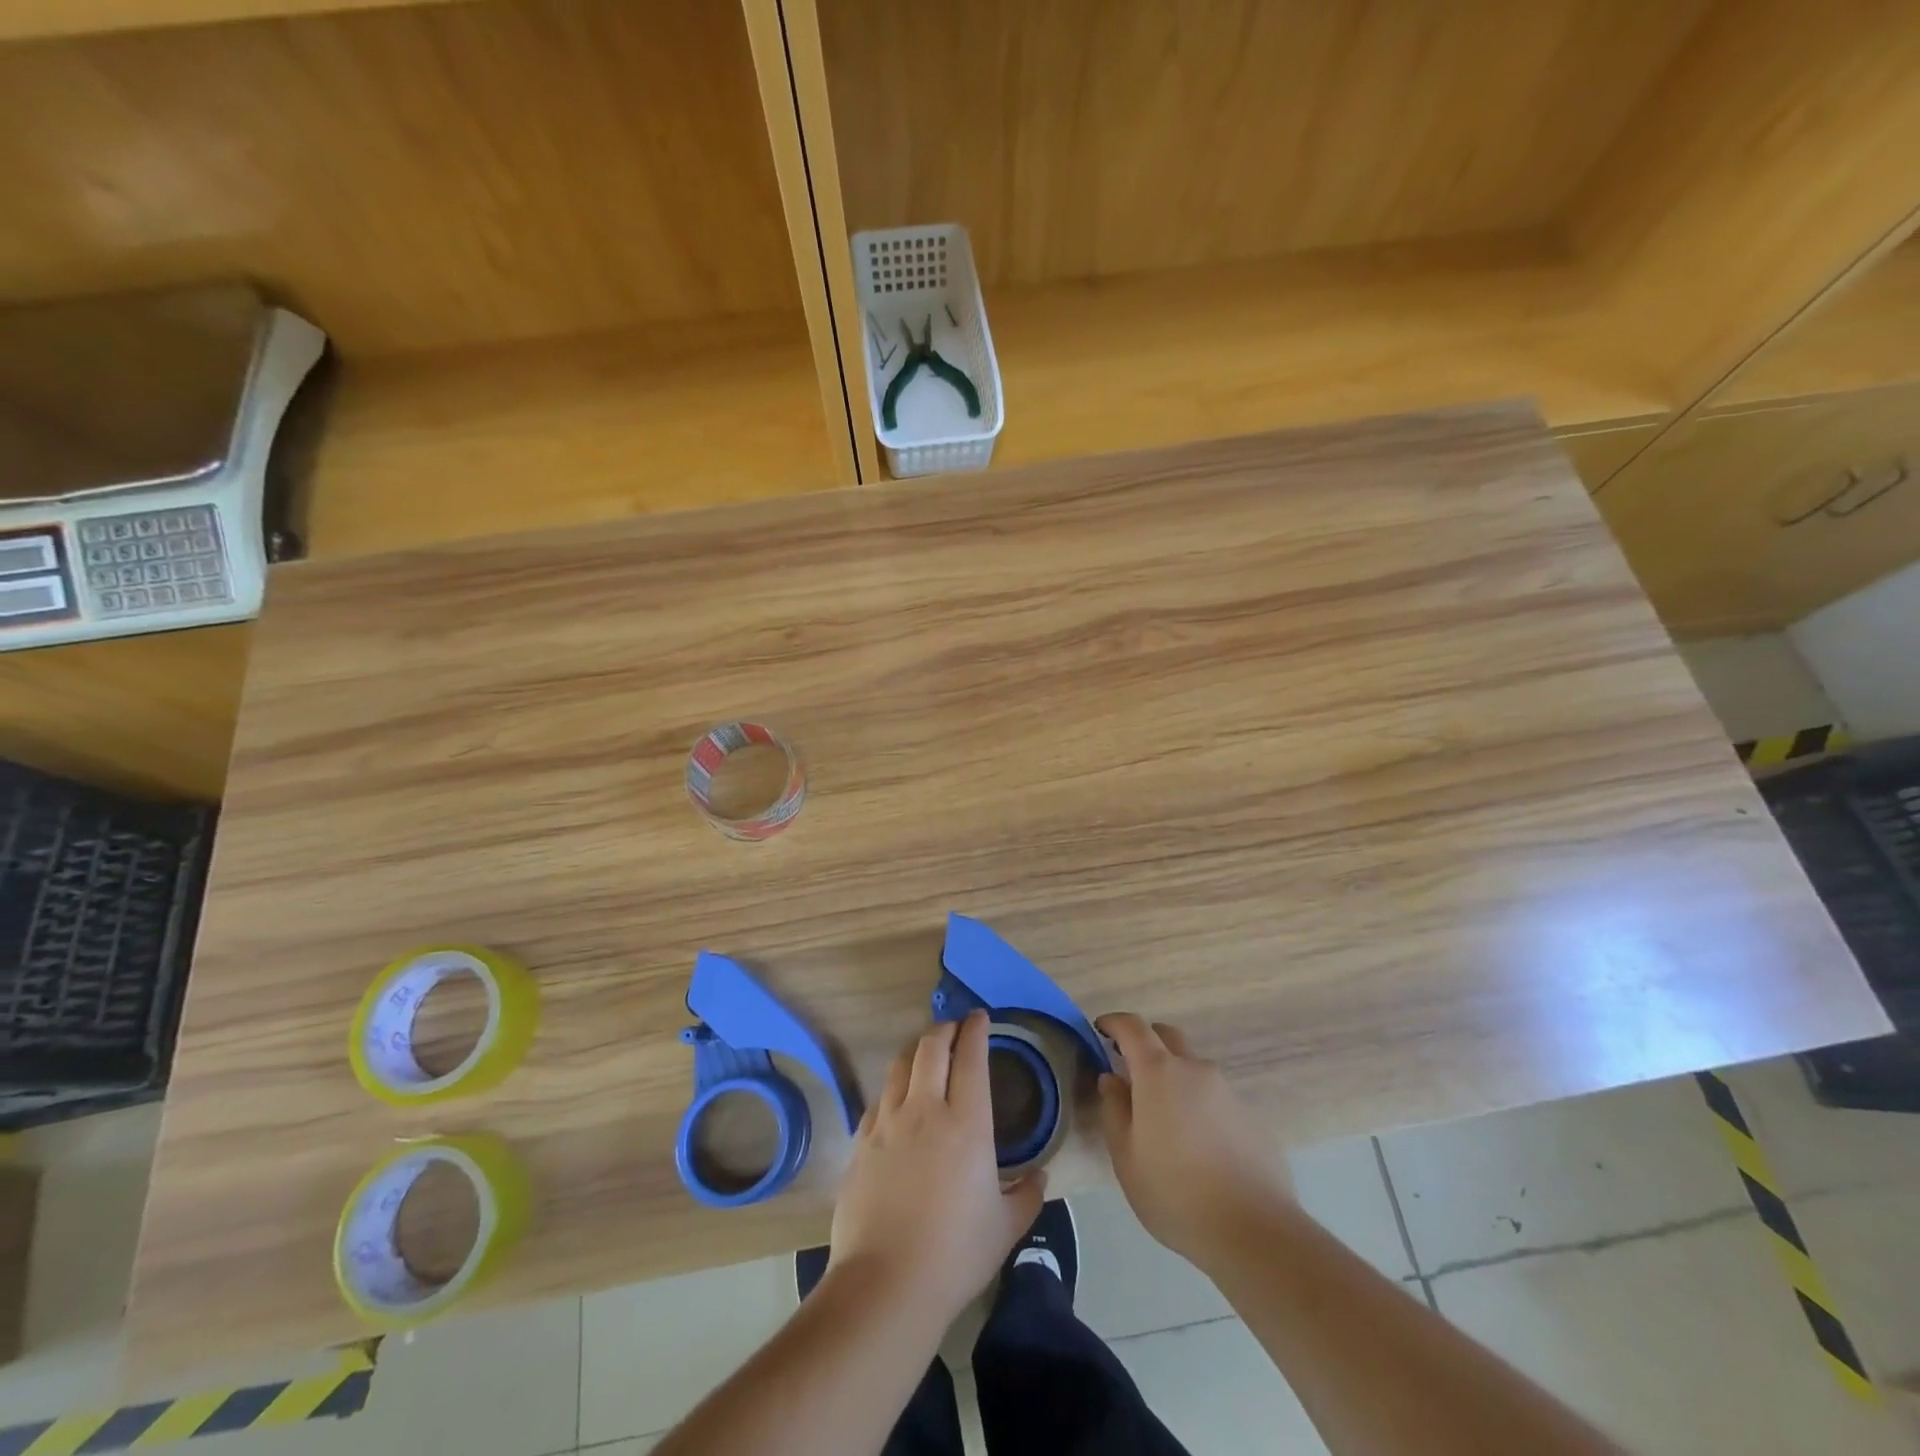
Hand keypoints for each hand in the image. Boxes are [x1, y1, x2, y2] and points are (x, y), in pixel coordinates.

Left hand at [827, 1011, 1044, 1326]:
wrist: (886, 1284)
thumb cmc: (955, 1254)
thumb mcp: (1006, 1227)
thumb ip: (1028, 1194)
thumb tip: (1040, 1175)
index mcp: (966, 1122)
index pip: (971, 1057)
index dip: (976, 1030)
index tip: (980, 1017)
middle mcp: (925, 1109)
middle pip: (931, 1047)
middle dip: (945, 1029)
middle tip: (955, 1028)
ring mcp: (887, 1122)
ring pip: (900, 1064)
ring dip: (917, 1050)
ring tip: (926, 1053)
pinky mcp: (861, 1141)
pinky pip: (879, 1098)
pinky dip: (894, 1087)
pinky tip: (898, 1099)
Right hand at [1097, 1013, 1293, 1270]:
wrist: (1255, 1231)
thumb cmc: (1176, 1193)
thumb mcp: (1126, 1158)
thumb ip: (1115, 1110)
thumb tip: (1111, 1079)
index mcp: (1159, 1073)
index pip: (1133, 1026)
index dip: (1113, 1022)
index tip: (1100, 1030)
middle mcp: (1195, 1070)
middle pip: (1166, 1037)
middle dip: (1145, 1043)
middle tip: (1129, 1069)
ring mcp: (1227, 1091)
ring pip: (1192, 1069)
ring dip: (1173, 1078)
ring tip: (1164, 1119)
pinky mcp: (1250, 1117)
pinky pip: (1214, 1098)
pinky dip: (1198, 1105)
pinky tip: (1197, 1146)